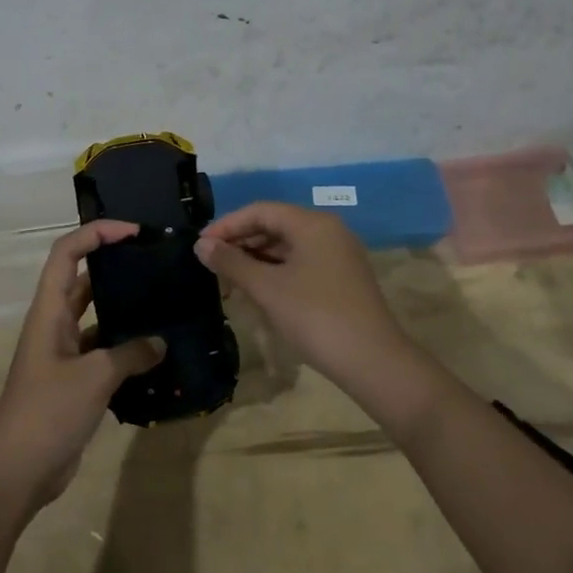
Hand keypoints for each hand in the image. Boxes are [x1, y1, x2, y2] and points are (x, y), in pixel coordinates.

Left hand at [0, 220, 163, 507]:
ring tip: (162, 300)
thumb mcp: (94, 377)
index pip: (67, 253)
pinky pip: (102, 350)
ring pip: (94, 316)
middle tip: (154, 262)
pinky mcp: (73, 380)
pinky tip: (155, 351)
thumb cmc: (48, 412)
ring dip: (122, 307)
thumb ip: (131, 354)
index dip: (96, 233)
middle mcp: (54, 325)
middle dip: (114, 264)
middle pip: (82, 279)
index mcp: (49, 312)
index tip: (134, 232)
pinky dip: (125, 346)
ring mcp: (62, 353)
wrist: (17, 471)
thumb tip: (160, 342)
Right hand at [195, 201, 413, 389]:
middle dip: (241, 243)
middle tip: (212, 264)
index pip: (260, 211)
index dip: (227, 225)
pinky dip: (276, 272)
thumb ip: (231, 262)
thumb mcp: (267, 288)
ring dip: (256, 259)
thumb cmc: (315, 316)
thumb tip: (201, 245)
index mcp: (312, 224)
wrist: (372, 361)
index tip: (200, 245)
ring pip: (288, 246)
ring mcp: (339, 255)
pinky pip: (301, 263)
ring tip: (230, 281)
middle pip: (275, 225)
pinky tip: (258, 291)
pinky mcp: (342, 278)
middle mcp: (329, 231)